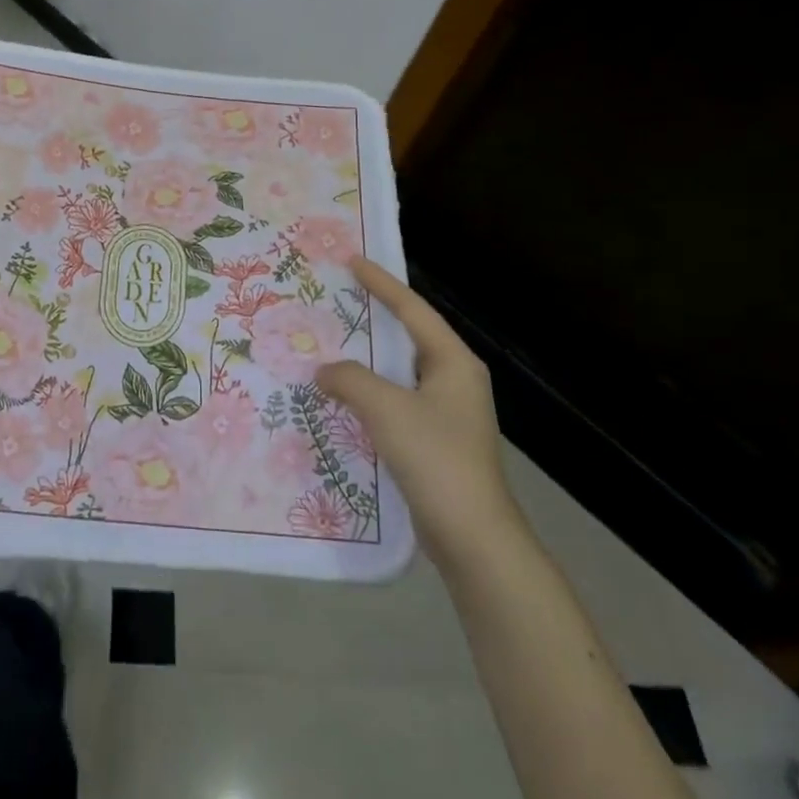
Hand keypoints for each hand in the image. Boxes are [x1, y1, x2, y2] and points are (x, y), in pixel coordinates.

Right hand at [316, 257, 521, 569]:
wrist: (473, 537)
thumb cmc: (434, 458)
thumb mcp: (385, 408)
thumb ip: (349, 379)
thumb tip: (325, 371)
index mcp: (453, 362)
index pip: (413, 310)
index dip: (382, 284)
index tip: (354, 260)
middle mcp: (455, 380)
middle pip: (409, 337)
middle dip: (374, 319)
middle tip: (338, 299)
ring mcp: (449, 413)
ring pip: (400, 373)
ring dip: (368, 361)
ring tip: (331, 346)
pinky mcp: (437, 441)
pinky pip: (397, 402)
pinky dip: (370, 394)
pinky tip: (343, 399)